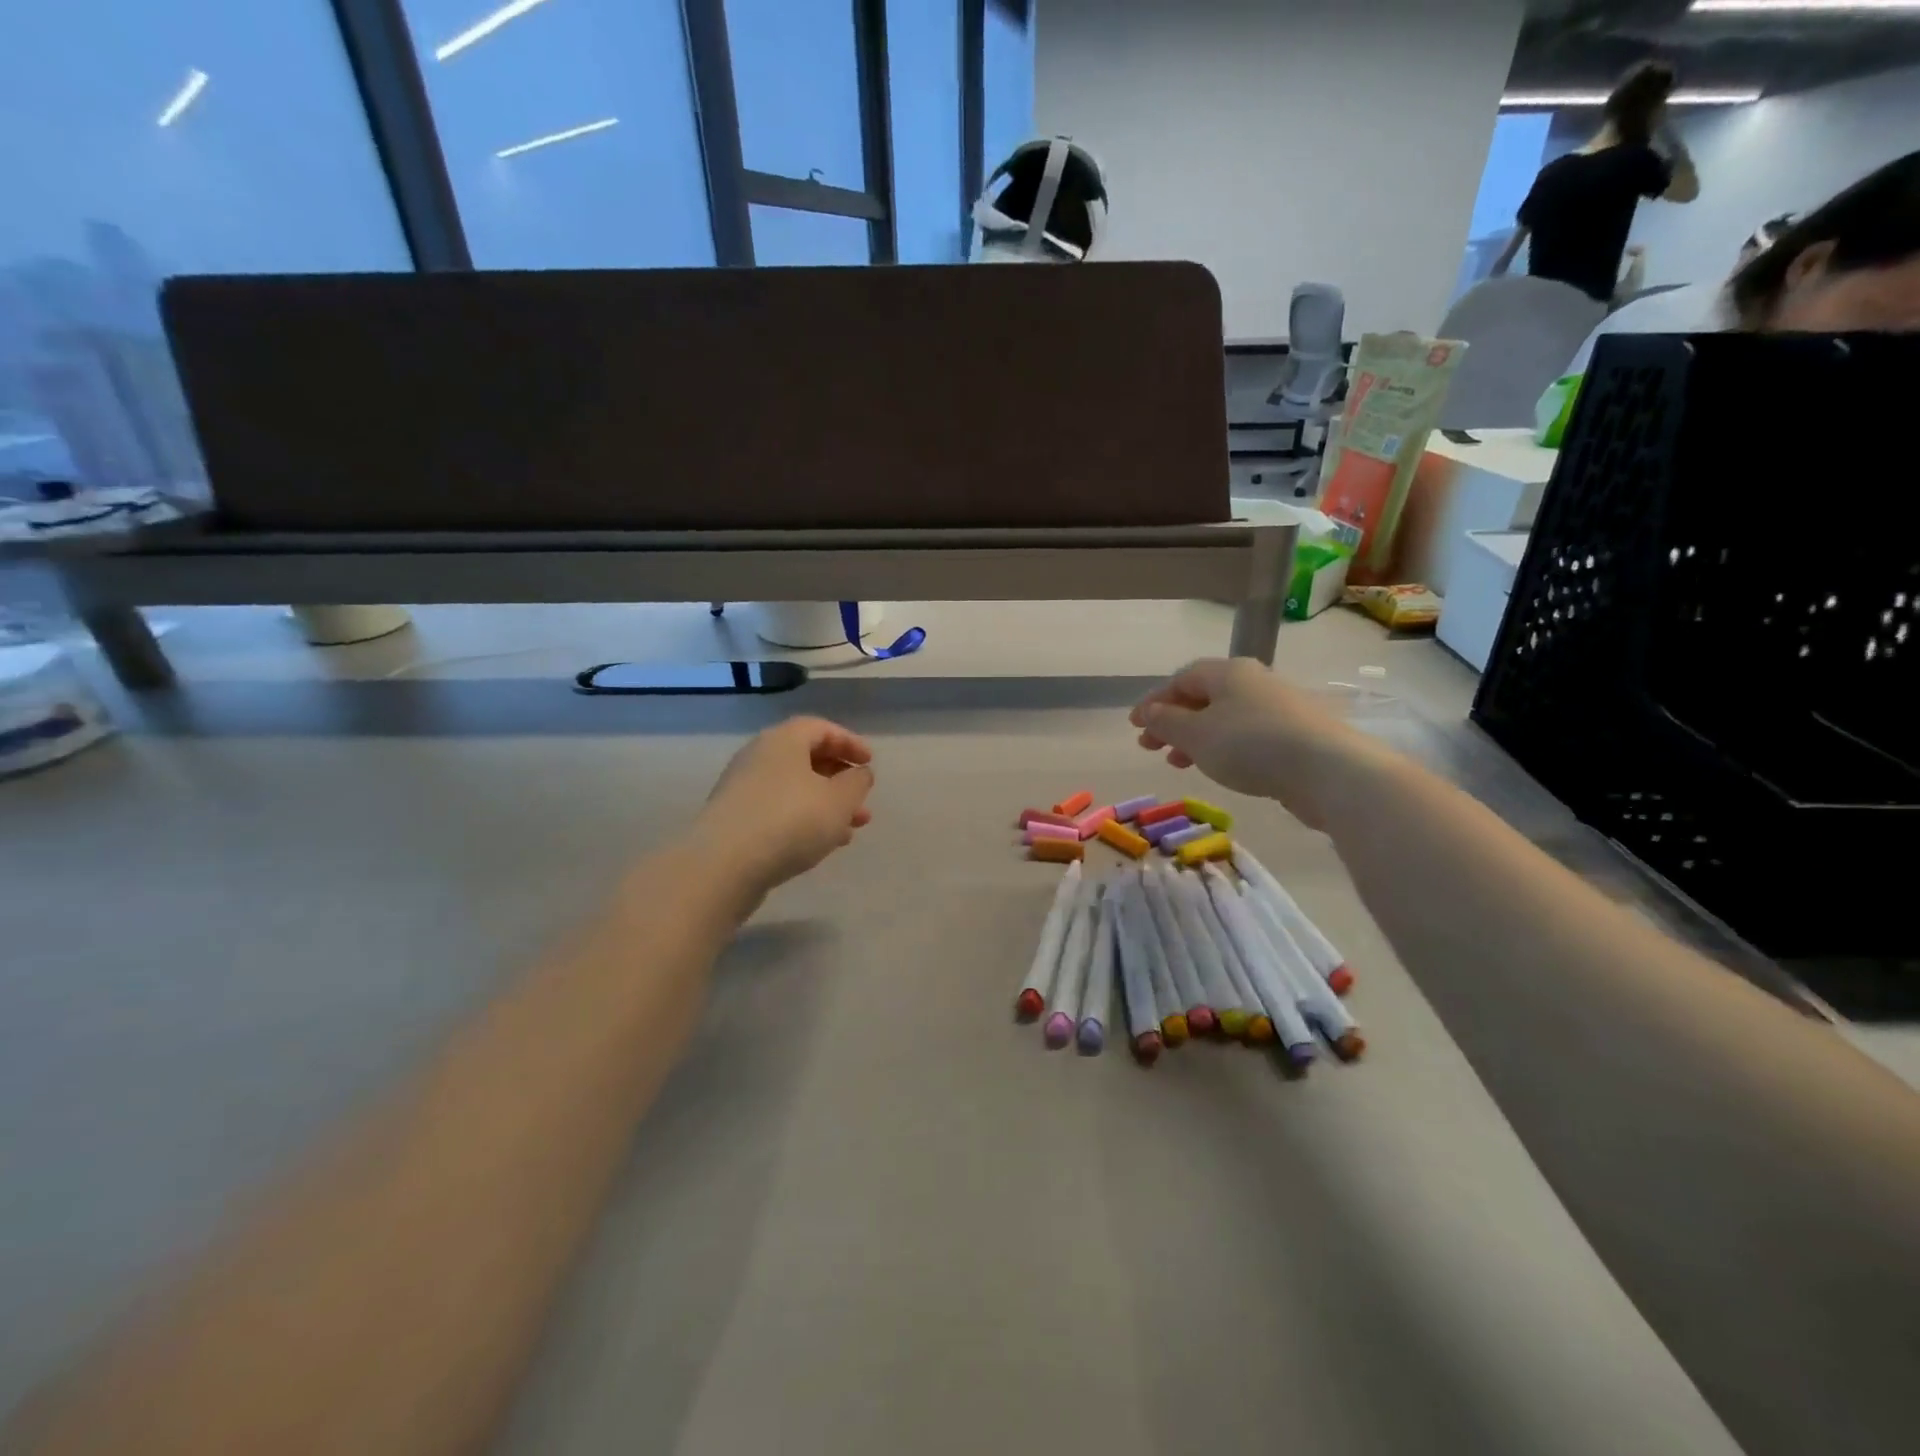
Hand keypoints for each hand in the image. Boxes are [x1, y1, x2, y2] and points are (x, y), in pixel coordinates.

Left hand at [696, 717, 875, 895]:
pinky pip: (777, 810)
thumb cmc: (790, 821)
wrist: (723, 866)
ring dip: (825, 804)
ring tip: (851, 829)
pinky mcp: (734, 820)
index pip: (820, 728)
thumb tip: (859, 773)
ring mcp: (742, 789)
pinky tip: (821, 844)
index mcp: (783, 740)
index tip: (870, 763)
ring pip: (794, 788)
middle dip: (839, 779)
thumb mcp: (839, 801)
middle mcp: (759, 757)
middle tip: (862, 800)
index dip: (849, 742)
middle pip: (806, 758)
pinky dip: (803, 820)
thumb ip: (857, 783)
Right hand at [1130, 658, 1373, 829]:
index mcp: (1227, 672)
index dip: (1154, 702)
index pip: (1181, 679)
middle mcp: (1253, 681)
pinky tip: (1220, 768)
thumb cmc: (1251, 745)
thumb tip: (1148, 711)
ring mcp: (1278, 707)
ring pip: (1224, 718)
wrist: (1329, 770)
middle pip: (1203, 697)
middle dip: (1173, 722)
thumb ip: (1166, 722)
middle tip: (1151, 747)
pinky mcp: (1295, 734)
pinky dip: (1223, 748)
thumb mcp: (1196, 734)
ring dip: (1196, 738)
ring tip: (1180, 763)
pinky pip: (1246, 735)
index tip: (1134, 727)